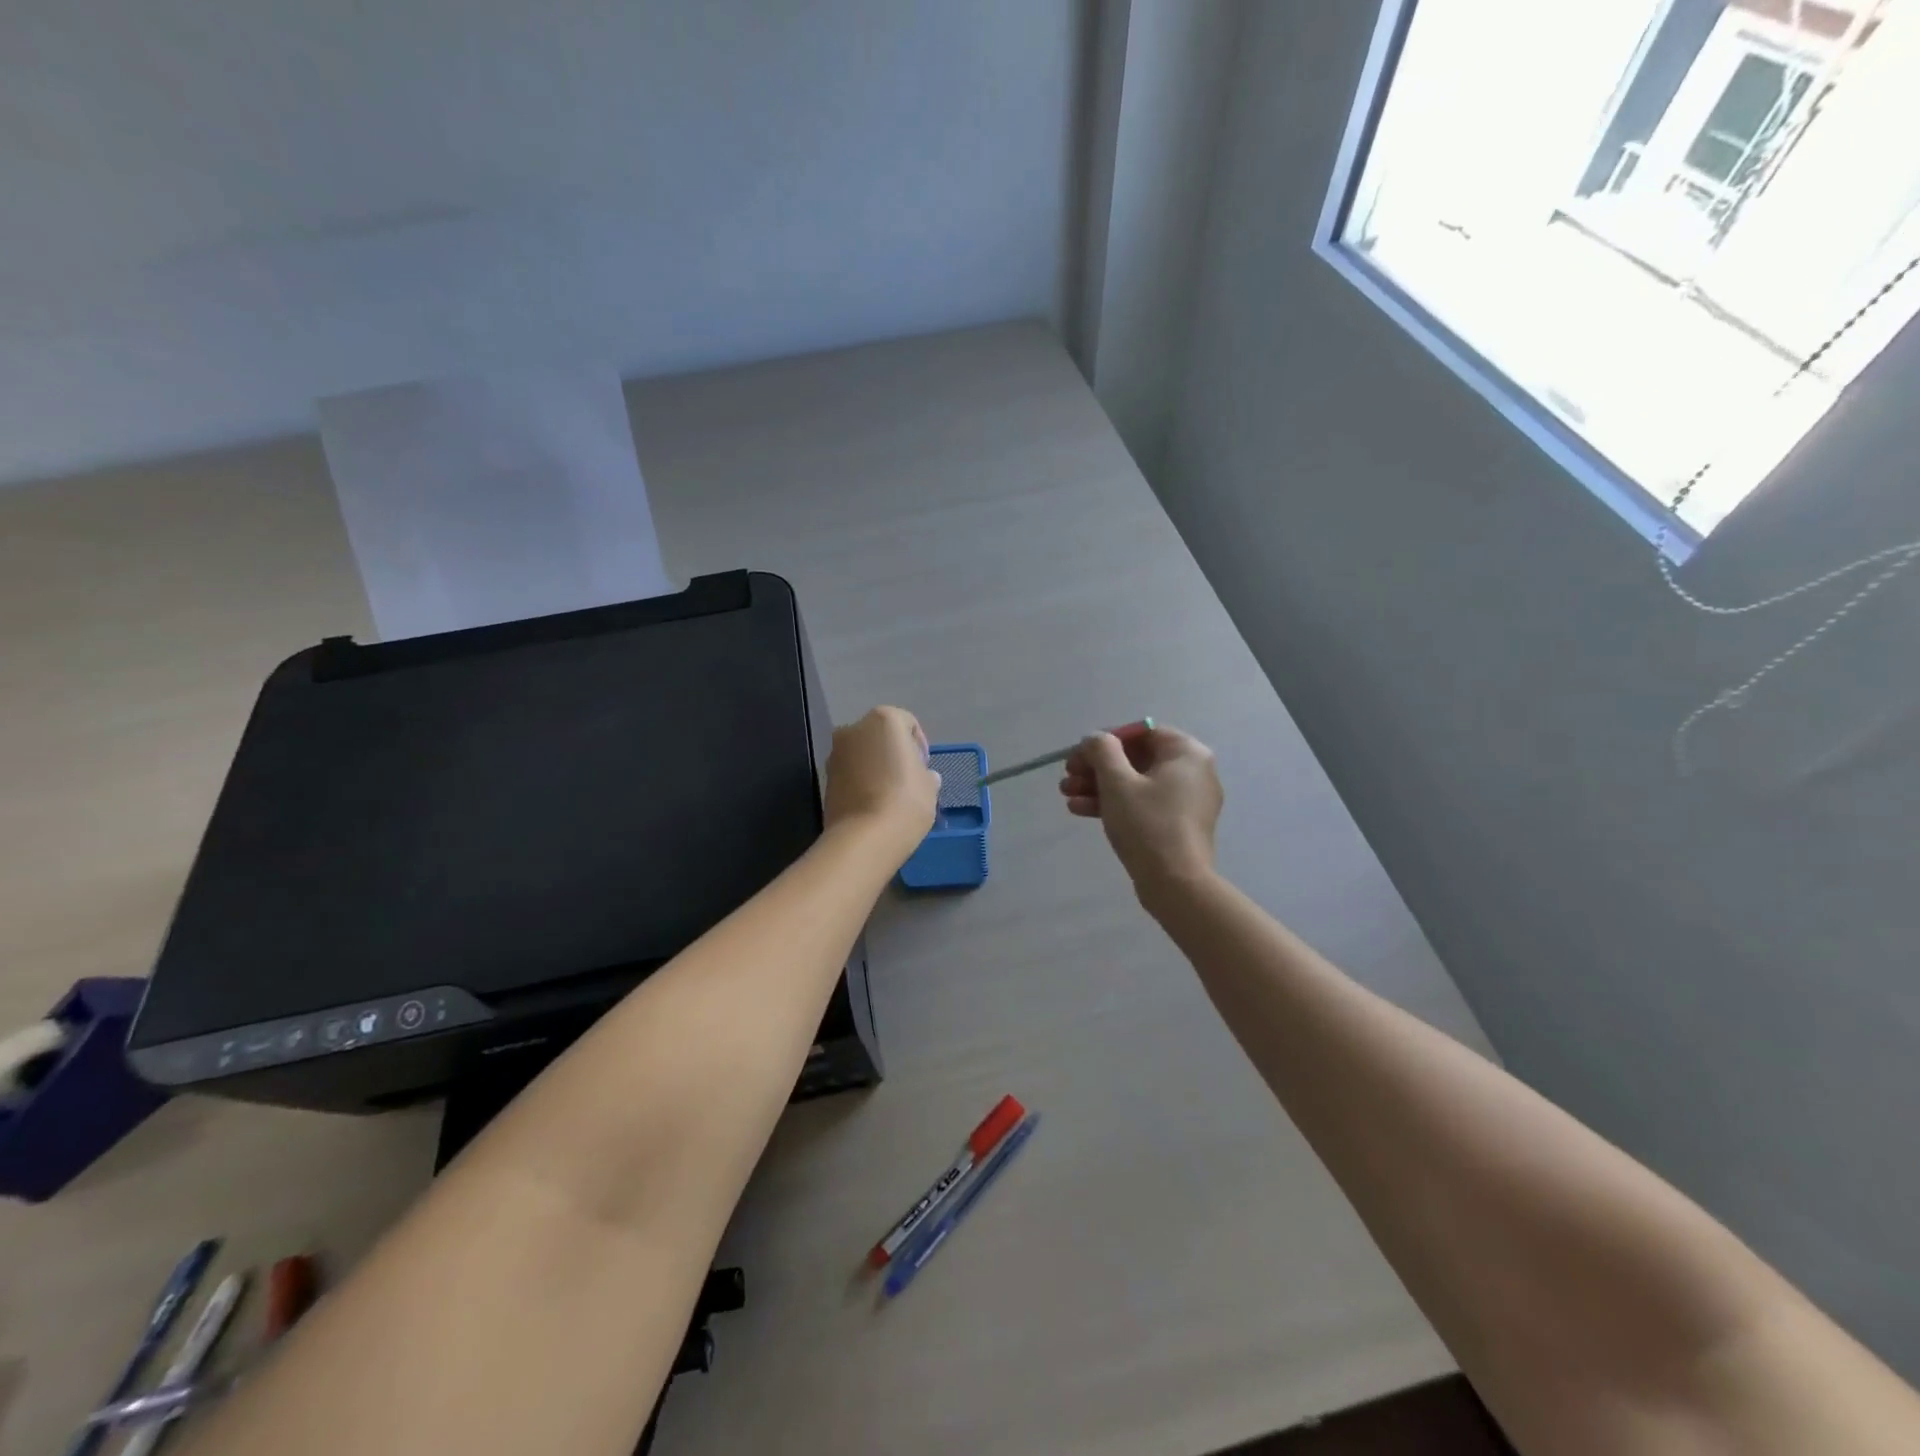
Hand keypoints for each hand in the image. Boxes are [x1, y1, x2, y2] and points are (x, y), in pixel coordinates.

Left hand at [823, 706, 940, 860]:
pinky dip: (861, 781)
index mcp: (884, 720)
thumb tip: (924, 776)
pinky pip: (850, 773)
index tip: (924, 767)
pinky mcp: (825, 778)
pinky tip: (873, 803)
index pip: (907, 723)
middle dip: (893, 752)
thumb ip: (926, 774)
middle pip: (880, 735)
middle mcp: (854, 729)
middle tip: (908, 778)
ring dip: (875, 767)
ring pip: (862, 754)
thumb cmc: (906, 800)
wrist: (865, 836)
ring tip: (890, 794)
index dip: (919, 744)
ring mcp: (835, 753)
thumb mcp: (929, 785)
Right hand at [1059, 724, 1222, 894]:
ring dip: (1099, 786)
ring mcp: (1186, 800)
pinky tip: (1081, 810)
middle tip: (1067, 775)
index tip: (1079, 754)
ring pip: (1136, 782)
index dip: (1106, 739)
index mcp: (1186, 753)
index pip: (1142, 731)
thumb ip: (1102, 750)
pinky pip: (1143, 803)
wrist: (1175, 884)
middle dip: (1097, 767)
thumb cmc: (1147, 824)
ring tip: (1066, 795)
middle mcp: (1193, 771)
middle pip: (1136, 757)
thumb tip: (1095, 739)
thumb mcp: (1117, 782)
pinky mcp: (1177, 824)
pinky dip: (1115, 804)